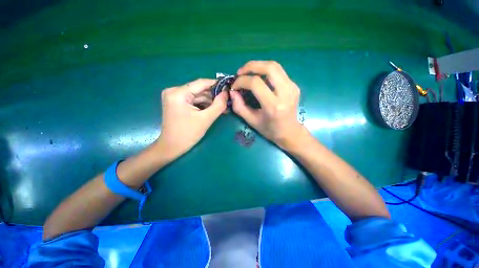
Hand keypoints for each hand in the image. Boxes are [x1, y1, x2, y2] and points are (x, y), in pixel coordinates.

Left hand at [157, 79, 227, 159]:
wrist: (172, 147)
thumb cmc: (188, 134)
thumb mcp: (206, 119)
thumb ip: (218, 105)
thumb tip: (227, 93)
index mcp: (178, 93)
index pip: (201, 83)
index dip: (216, 84)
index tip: (228, 87)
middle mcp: (174, 91)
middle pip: (199, 90)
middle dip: (214, 96)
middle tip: (227, 100)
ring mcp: (174, 97)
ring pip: (197, 96)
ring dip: (210, 102)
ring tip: (223, 107)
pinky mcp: (177, 103)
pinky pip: (193, 101)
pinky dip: (203, 105)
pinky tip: (213, 109)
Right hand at [230, 61, 305, 148]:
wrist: (290, 132)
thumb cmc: (269, 129)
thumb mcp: (251, 121)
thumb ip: (239, 106)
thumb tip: (232, 92)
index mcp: (273, 106)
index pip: (256, 83)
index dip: (242, 81)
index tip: (234, 86)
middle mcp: (285, 93)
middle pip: (269, 67)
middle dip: (251, 66)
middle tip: (240, 72)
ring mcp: (292, 87)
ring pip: (275, 66)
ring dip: (259, 66)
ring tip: (248, 73)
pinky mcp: (294, 85)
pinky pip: (279, 72)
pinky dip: (266, 71)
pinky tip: (259, 78)